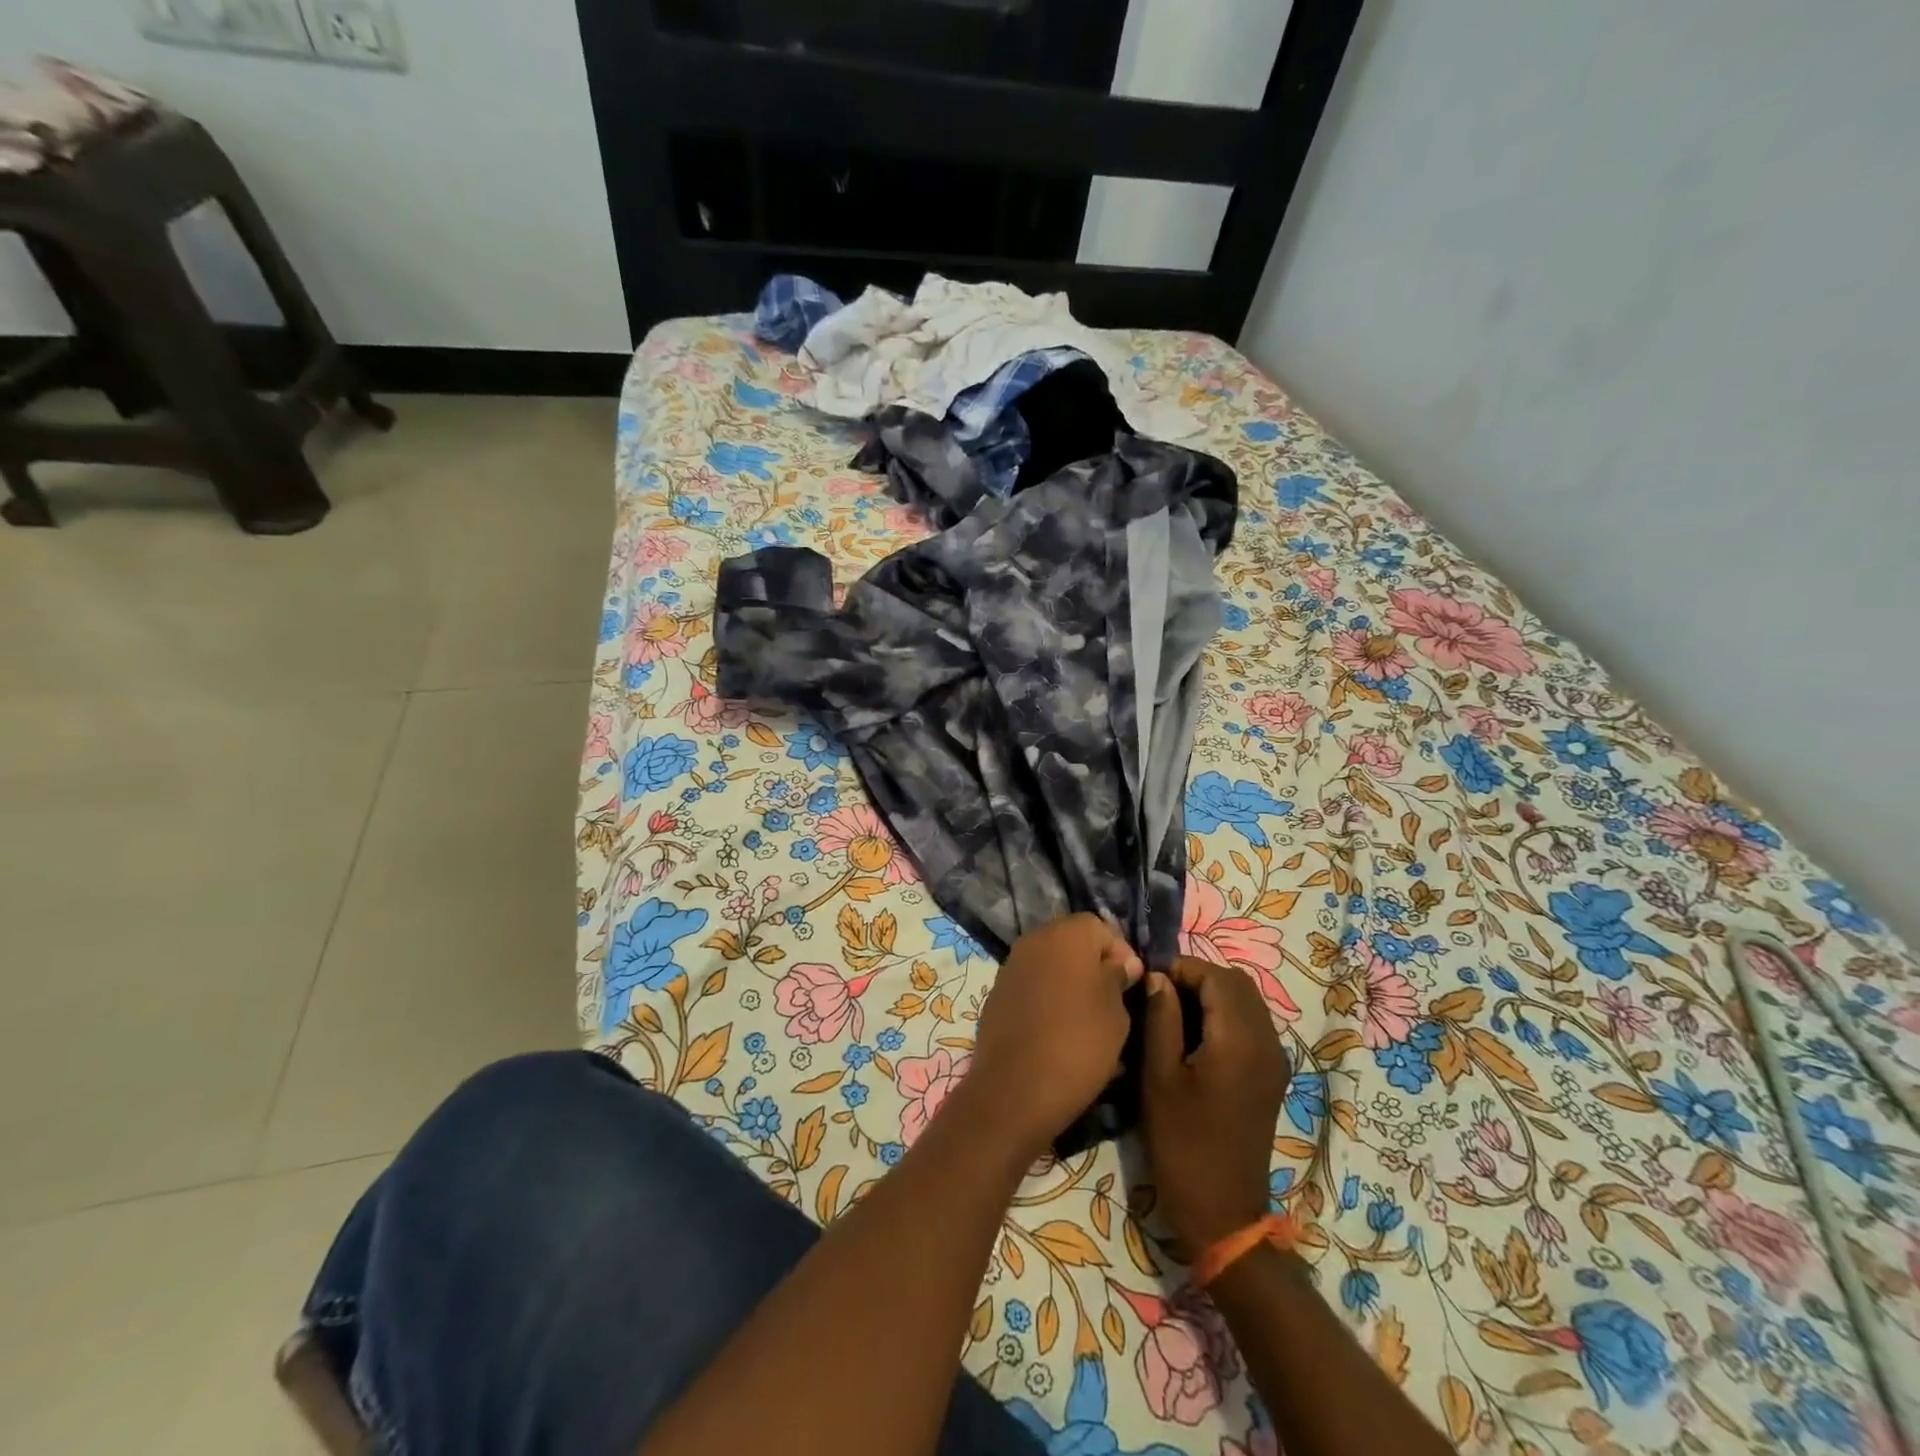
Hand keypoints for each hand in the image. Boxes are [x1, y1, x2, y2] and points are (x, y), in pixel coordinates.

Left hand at [957, 914, 1143, 1162]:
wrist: (1015, 1089)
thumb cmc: (1078, 1044)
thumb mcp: (1116, 1013)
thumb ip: (1119, 978)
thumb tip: (1122, 963)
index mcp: (1066, 934)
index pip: (1100, 927)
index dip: (1120, 953)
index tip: (1130, 985)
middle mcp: (1034, 939)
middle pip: (1072, 941)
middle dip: (1093, 965)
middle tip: (1111, 1001)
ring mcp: (1011, 965)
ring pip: (1051, 963)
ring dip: (1069, 981)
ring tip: (1087, 1019)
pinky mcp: (997, 992)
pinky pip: (1032, 984)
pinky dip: (1047, 997)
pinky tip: (1058, 1029)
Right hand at [1141, 955, 1290, 1253]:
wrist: (1222, 1212)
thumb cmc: (1182, 1143)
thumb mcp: (1159, 1076)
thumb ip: (1161, 1018)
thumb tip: (1159, 978)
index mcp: (1240, 1040)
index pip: (1215, 976)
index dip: (1181, 967)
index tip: (1148, 977)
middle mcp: (1267, 1042)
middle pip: (1236, 983)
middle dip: (1197, 976)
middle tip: (1158, 991)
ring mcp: (1274, 1060)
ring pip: (1246, 1001)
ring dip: (1211, 994)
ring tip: (1171, 1009)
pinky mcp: (1271, 1075)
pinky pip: (1251, 1024)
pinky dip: (1224, 1014)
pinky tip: (1194, 1034)